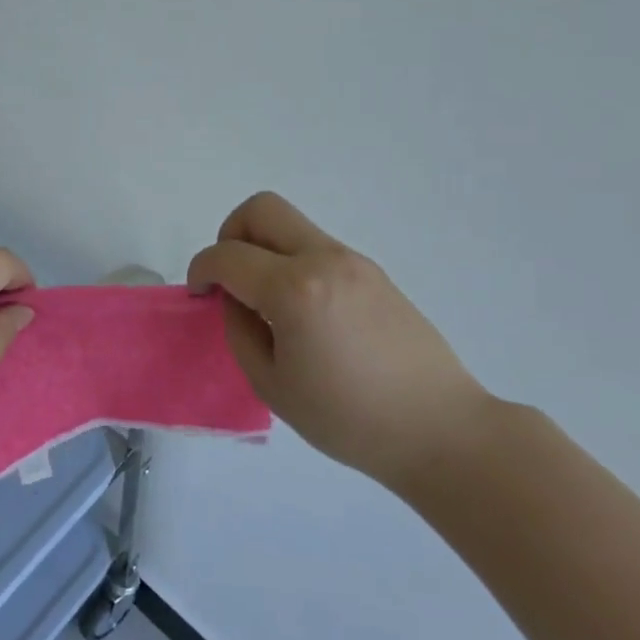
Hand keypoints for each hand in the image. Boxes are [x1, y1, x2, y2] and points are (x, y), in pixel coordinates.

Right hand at [187, 192, 492, 489]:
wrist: (440, 429)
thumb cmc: (348, 419)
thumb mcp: (271, 384)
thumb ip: (240, 330)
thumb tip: (235, 299)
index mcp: (294, 290)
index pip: (227, 255)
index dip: (201, 270)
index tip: (200, 295)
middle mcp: (324, 260)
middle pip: (261, 209)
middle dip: (230, 235)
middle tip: (230, 278)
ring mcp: (354, 261)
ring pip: (291, 225)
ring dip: (263, 248)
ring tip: (266, 301)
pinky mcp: (373, 273)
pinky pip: (316, 247)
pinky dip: (292, 262)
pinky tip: (302, 312)